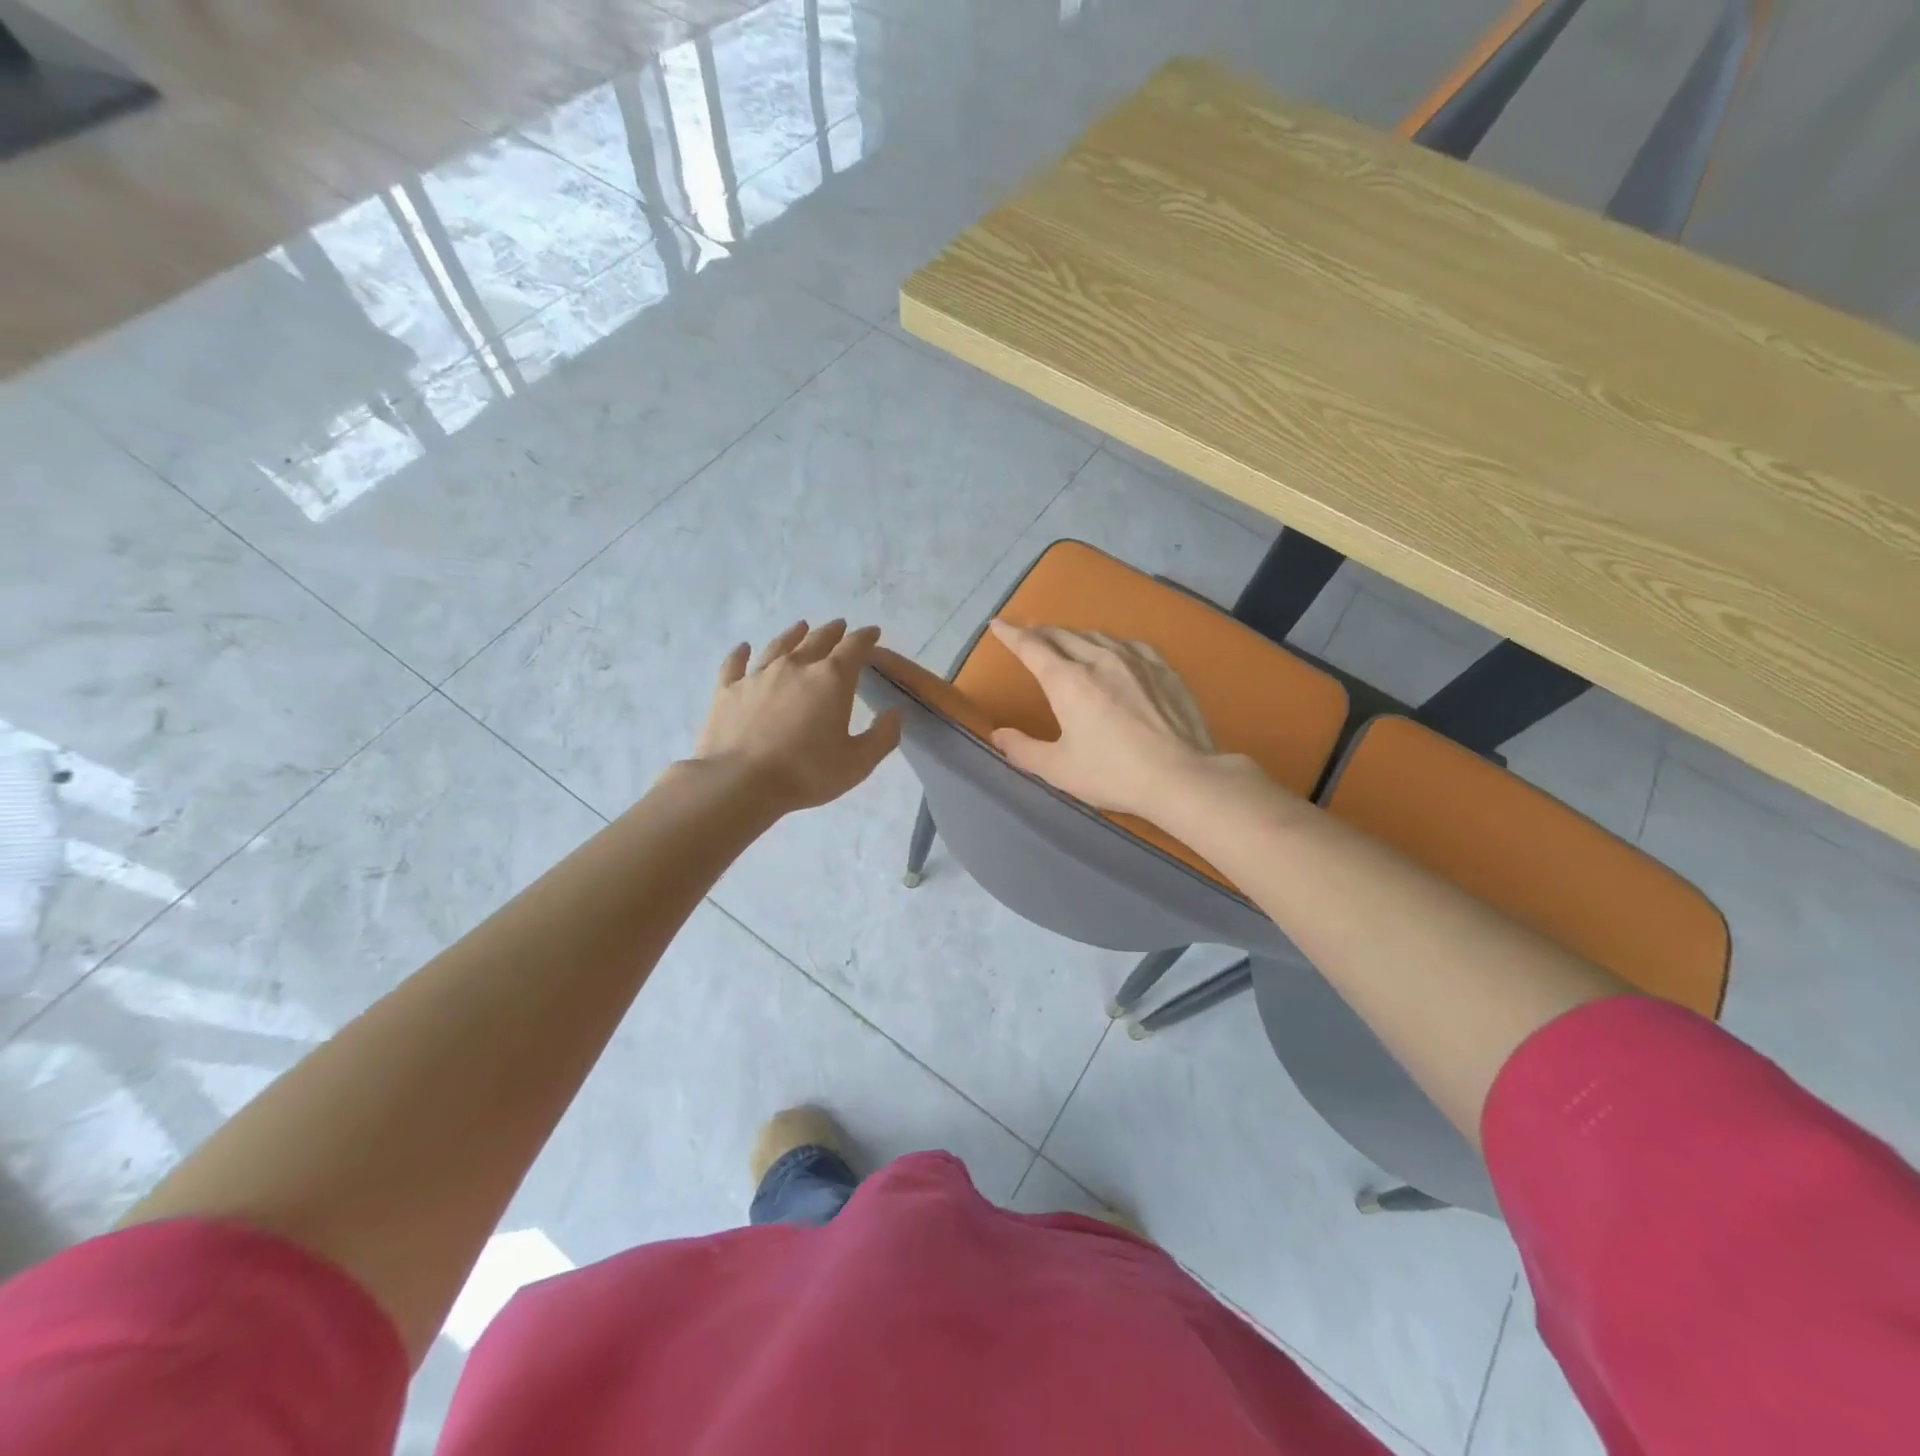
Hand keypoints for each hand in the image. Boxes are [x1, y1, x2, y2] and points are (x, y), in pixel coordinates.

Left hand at [696, 620, 901, 812]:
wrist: (740, 782)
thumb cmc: (806, 772)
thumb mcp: (858, 762)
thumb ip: (882, 736)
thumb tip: (895, 713)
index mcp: (831, 679)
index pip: (854, 648)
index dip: (865, 637)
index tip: (872, 632)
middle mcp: (795, 667)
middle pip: (817, 640)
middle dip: (832, 632)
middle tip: (840, 627)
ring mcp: (758, 675)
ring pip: (779, 646)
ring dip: (793, 635)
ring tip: (801, 627)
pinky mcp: (728, 690)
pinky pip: (735, 664)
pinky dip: (740, 653)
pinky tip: (743, 647)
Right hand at [988, 621, 1232, 819]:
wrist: (1182, 776)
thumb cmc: (1113, 774)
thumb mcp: (1059, 769)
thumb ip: (1023, 749)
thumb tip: (998, 734)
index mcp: (1068, 682)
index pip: (1032, 648)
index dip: (1011, 635)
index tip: (998, 625)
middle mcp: (1099, 660)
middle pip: (1063, 636)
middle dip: (1040, 632)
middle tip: (1028, 634)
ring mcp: (1135, 660)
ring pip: (1095, 636)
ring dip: (1074, 636)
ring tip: (1065, 641)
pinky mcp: (1163, 668)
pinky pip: (1128, 645)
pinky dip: (1109, 643)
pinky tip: (1113, 651)